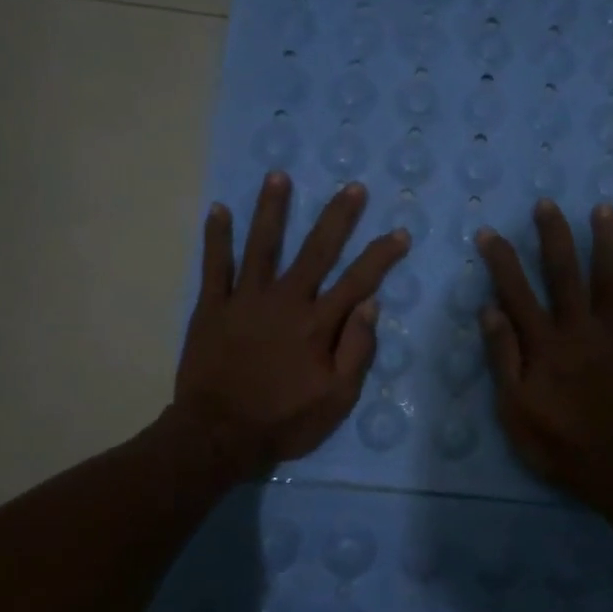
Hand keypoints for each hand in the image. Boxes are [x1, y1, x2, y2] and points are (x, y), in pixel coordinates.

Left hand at [174, 173, 407, 480]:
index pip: (358, 281)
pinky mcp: (212, 307)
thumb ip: (356, 350)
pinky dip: (216, 237)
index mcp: (318, 324)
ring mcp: (245, 299)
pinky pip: (214, 266)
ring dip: (272, 209)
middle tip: (352, 188)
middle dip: (337, 217)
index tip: (400, 232)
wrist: (217, 435)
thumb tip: (371, 305)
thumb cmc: (283, 420)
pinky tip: (218, 209)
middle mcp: (285, 301)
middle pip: (315, 250)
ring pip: (262, 245)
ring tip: (278, 176)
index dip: (381, 256)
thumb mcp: (336, 398)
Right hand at [476, 199, 612, 510]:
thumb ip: (503, 358)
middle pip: (565, 274)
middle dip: (555, 236)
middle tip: (547, 204)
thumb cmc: (559, 444)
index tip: (490, 232)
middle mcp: (581, 330)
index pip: (517, 292)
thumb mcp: (515, 409)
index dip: (502, 261)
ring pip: (612, 281)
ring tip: (604, 209)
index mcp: (545, 345)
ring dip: (608, 244)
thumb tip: (489, 309)